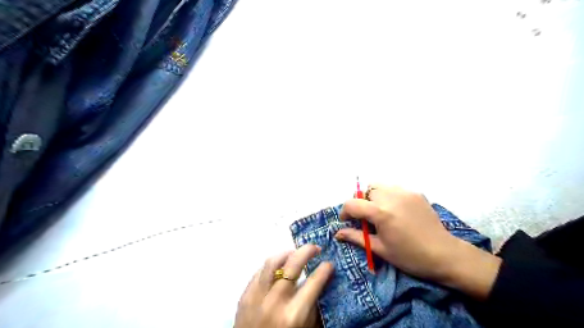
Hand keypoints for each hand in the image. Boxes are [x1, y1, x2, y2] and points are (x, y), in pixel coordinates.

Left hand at [235, 244, 331, 326]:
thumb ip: (314, 306)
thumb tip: (324, 281)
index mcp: (294, 314)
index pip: (313, 283)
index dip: (324, 269)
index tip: (329, 263)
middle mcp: (275, 301)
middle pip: (292, 264)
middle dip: (307, 251)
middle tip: (315, 248)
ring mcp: (257, 296)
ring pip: (273, 262)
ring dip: (287, 253)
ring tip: (295, 254)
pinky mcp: (245, 295)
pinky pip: (260, 271)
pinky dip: (272, 265)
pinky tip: (279, 267)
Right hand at [336, 185, 499, 299]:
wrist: (445, 254)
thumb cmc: (409, 256)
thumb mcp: (380, 249)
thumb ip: (357, 237)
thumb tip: (337, 234)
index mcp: (381, 212)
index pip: (352, 203)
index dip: (344, 212)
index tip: (346, 221)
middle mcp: (391, 196)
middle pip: (365, 191)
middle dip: (361, 202)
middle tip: (366, 218)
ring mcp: (405, 192)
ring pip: (379, 185)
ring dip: (374, 196)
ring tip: (380, 212)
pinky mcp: (416, 192)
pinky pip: (394, 188)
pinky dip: (388, 196)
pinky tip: (396, 210)